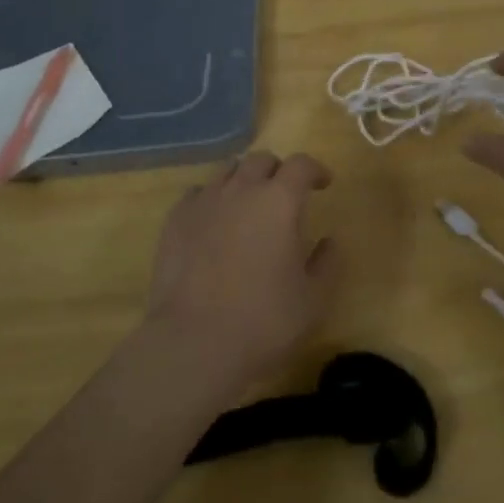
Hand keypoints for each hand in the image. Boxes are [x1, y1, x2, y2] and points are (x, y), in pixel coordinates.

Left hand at [144, 150, 336, 394]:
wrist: (193, 342)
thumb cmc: (263, 321)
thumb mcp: (313, 300)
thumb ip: (326, 263)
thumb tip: (329, 242)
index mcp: (279, 202)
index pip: (300, 165)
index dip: (315, 170)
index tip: (323, 184)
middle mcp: (241, 190)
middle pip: (261, 160)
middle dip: (277, 171)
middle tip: (285, 195)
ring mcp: (204, 202)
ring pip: (228, 172)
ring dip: (244, 180)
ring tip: (248, 206)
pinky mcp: (174, 220)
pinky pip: (198, 194)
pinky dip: (212, 199)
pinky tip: (214, 222)